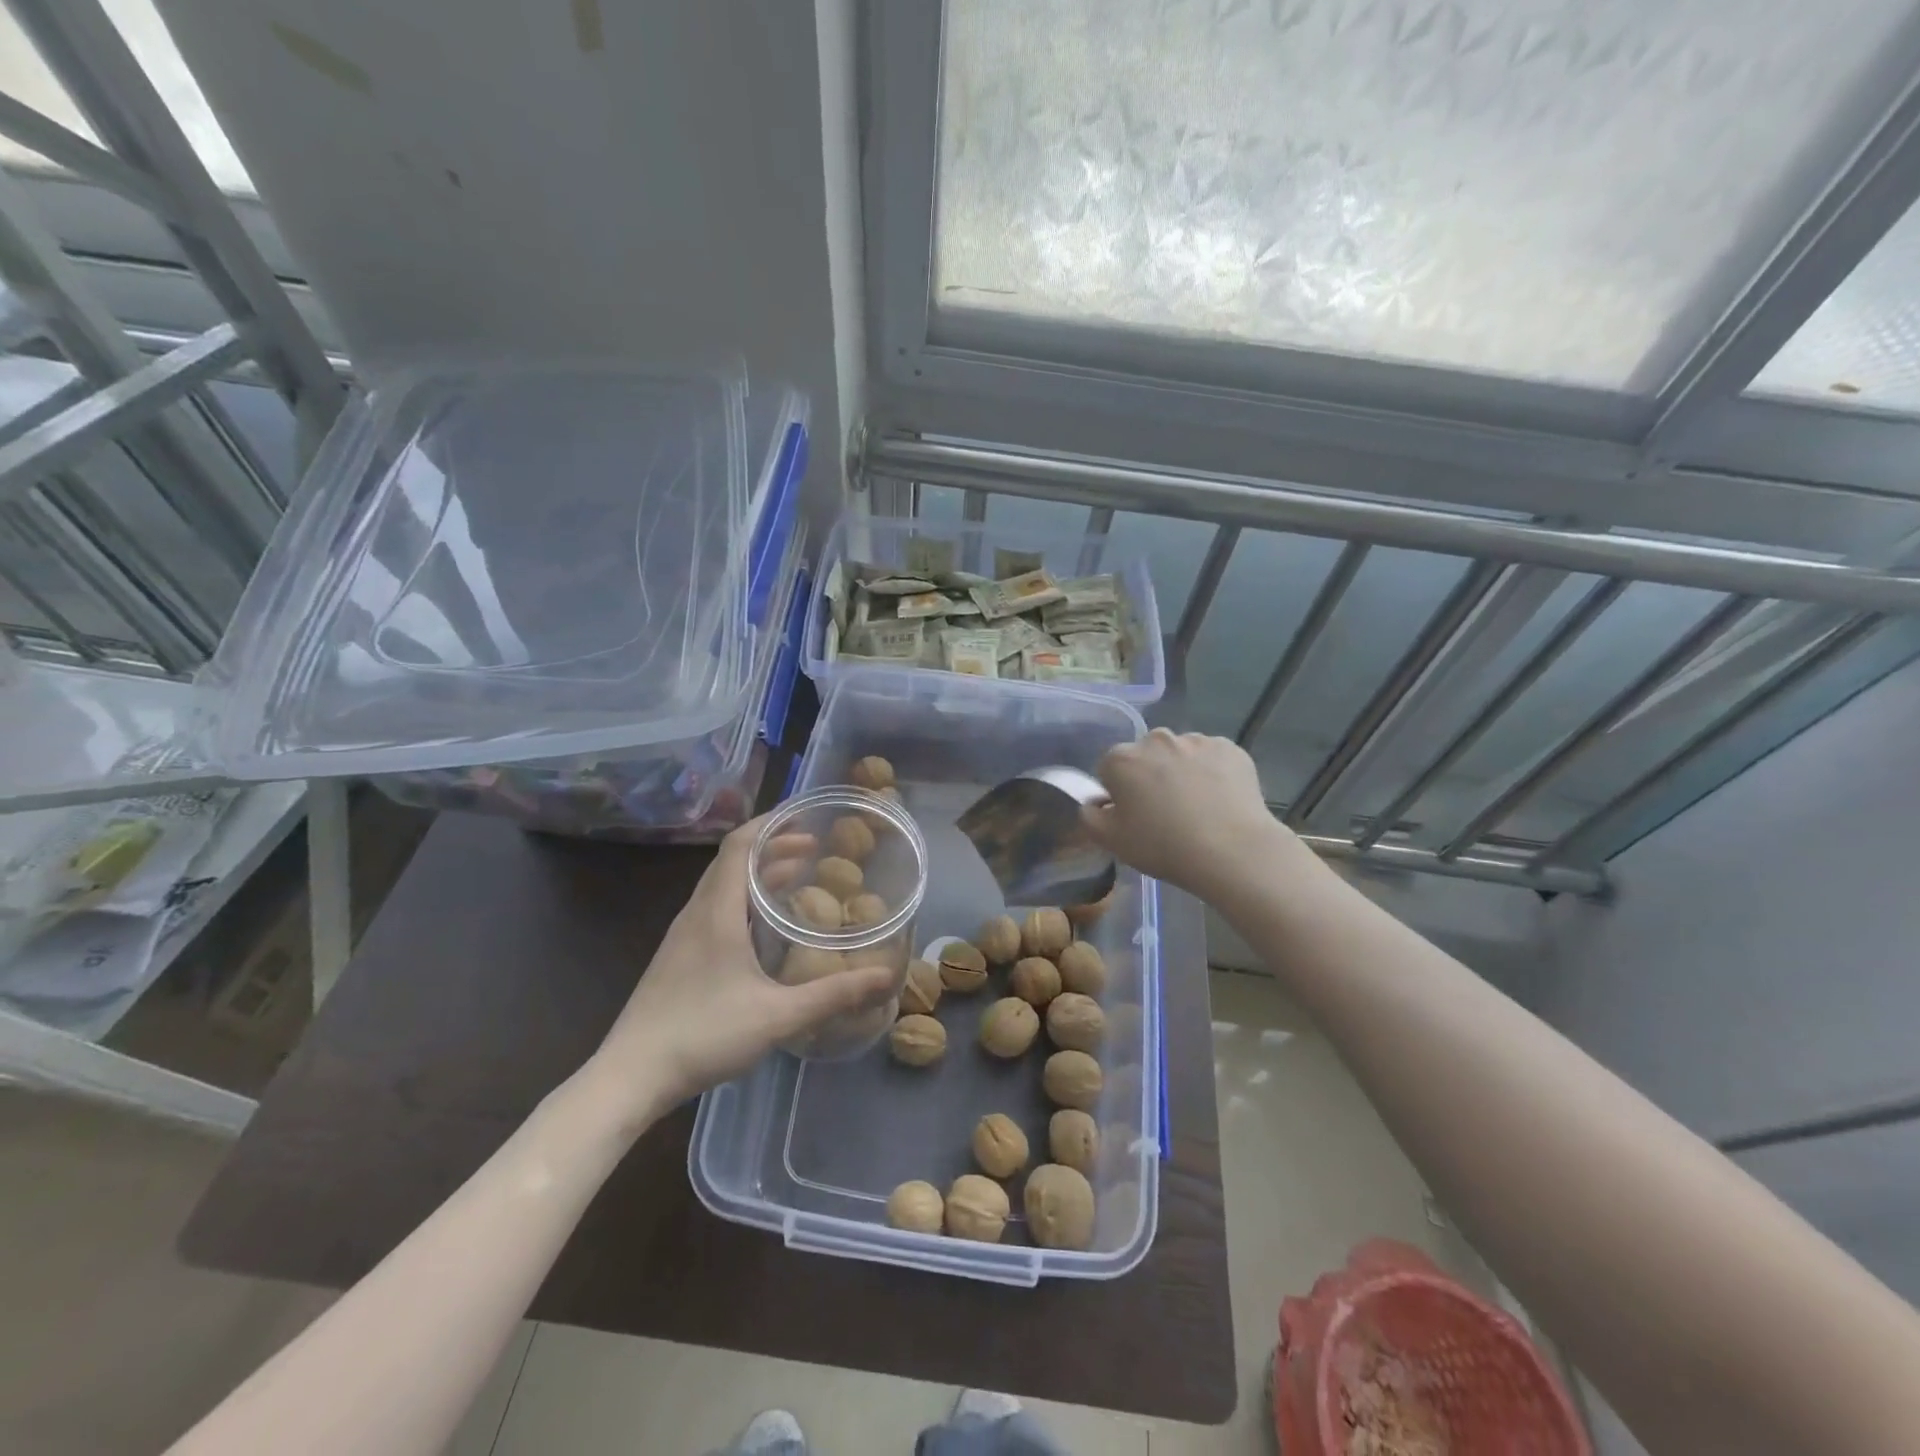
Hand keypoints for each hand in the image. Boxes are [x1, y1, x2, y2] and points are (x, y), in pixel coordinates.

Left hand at [585, 817, 895, 1127]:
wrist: (630, 1076)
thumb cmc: (703, 1034)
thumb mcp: (778, 1015)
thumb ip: (833, 995)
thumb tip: (885, 976)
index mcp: (716, 912)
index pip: (739, 846)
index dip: (771, 824)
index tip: (806, 819)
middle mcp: (696, 913)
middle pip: (732, 861)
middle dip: (773, 847)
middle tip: (814, 850)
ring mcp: (683, 936)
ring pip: (721, 886)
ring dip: (757, 874)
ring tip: (795, 878)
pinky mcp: (678, 957)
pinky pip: (714, 908)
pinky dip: (743, 898)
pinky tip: (762, 927)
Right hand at [1082, 729, 1303, 898]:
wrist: (1232, 850)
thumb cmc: (1163, 846)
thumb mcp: (1111, 841)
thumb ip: (1089, 816)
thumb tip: (1094, 802)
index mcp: (1121, 758)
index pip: (1108, 769)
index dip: (1118, 794)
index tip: (1133, 816)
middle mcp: (1156, 739)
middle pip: (1145, 757)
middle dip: (1149, 776)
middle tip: (1164, 813)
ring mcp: (1196, 740)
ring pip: (1180, 754)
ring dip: (1181, 772)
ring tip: (1197, 808)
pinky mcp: (1230, 748)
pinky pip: (1211, 758)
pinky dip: (1212, 773)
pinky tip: (1219, 800)